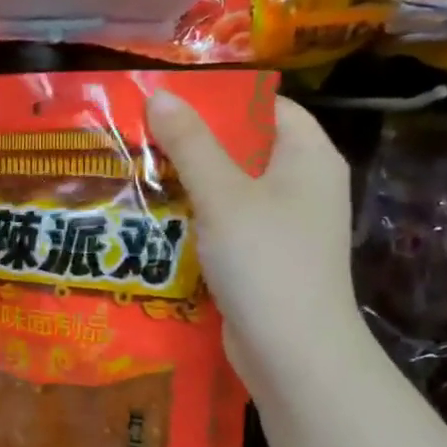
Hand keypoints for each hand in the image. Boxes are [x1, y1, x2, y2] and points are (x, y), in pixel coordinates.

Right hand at [145, 89, 357, 385]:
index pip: (266, 106)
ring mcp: (286, 225)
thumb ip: (190, 144)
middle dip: (194, 143)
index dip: (220, 99)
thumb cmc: (265, 260)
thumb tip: (159, 95)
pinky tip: (158, 221)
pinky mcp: (266, 259)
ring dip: (189, 184)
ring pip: (231, 190)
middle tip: (140, 136)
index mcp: (309, 156)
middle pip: (245, 148)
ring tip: (138, 173)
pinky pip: (228, 225)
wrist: (294, 352)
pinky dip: (197, 220)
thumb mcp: (222, 195)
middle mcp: (304, 185)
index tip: (169, 101)